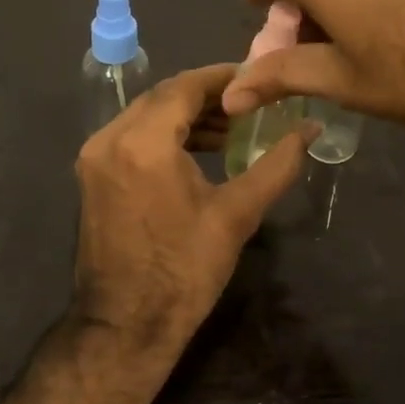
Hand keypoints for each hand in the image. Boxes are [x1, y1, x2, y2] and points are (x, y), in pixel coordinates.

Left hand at [73, 64, 309, 359]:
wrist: (126, 326)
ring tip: (232, 128)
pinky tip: (200, 149)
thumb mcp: (237, 215)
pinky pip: (132, 137)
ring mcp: (94, 158)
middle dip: (207, 96)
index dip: (223, 77)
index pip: (185, 87)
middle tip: (249, 103)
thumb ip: (277, 165)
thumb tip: (311, 130)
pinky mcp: (92, 176)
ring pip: (146, 115)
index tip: (256, 78)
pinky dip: (165, 134)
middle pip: (163, 97)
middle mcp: (109, 139)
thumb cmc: (185, 271)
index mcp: (142, 143)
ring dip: (186, 115)